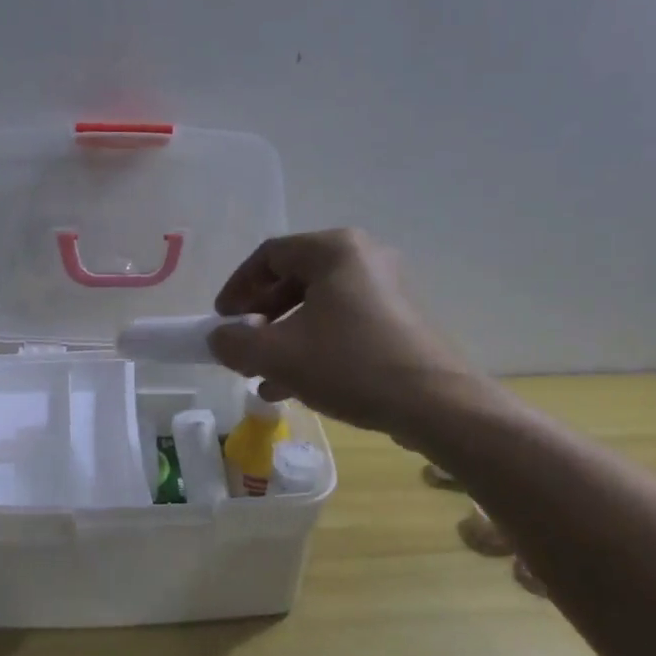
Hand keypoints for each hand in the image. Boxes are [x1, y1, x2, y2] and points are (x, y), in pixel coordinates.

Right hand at [208, 229, 487, 437]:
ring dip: (284, 338)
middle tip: (242, 346)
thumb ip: (236, 343)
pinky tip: (294, 385)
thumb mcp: (280, 356)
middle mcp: (363, 258)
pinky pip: (343, 323)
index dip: (237, 287)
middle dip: (261, 317)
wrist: (437, 405)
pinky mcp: (399, 319)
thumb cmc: (352, 365)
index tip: (221, 320)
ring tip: (262, 375)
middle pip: (294, 279)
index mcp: (334, 250)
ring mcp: (386, 288)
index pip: (269, 255)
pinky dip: (314, 346)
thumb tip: (218, 338)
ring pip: (317, 306)